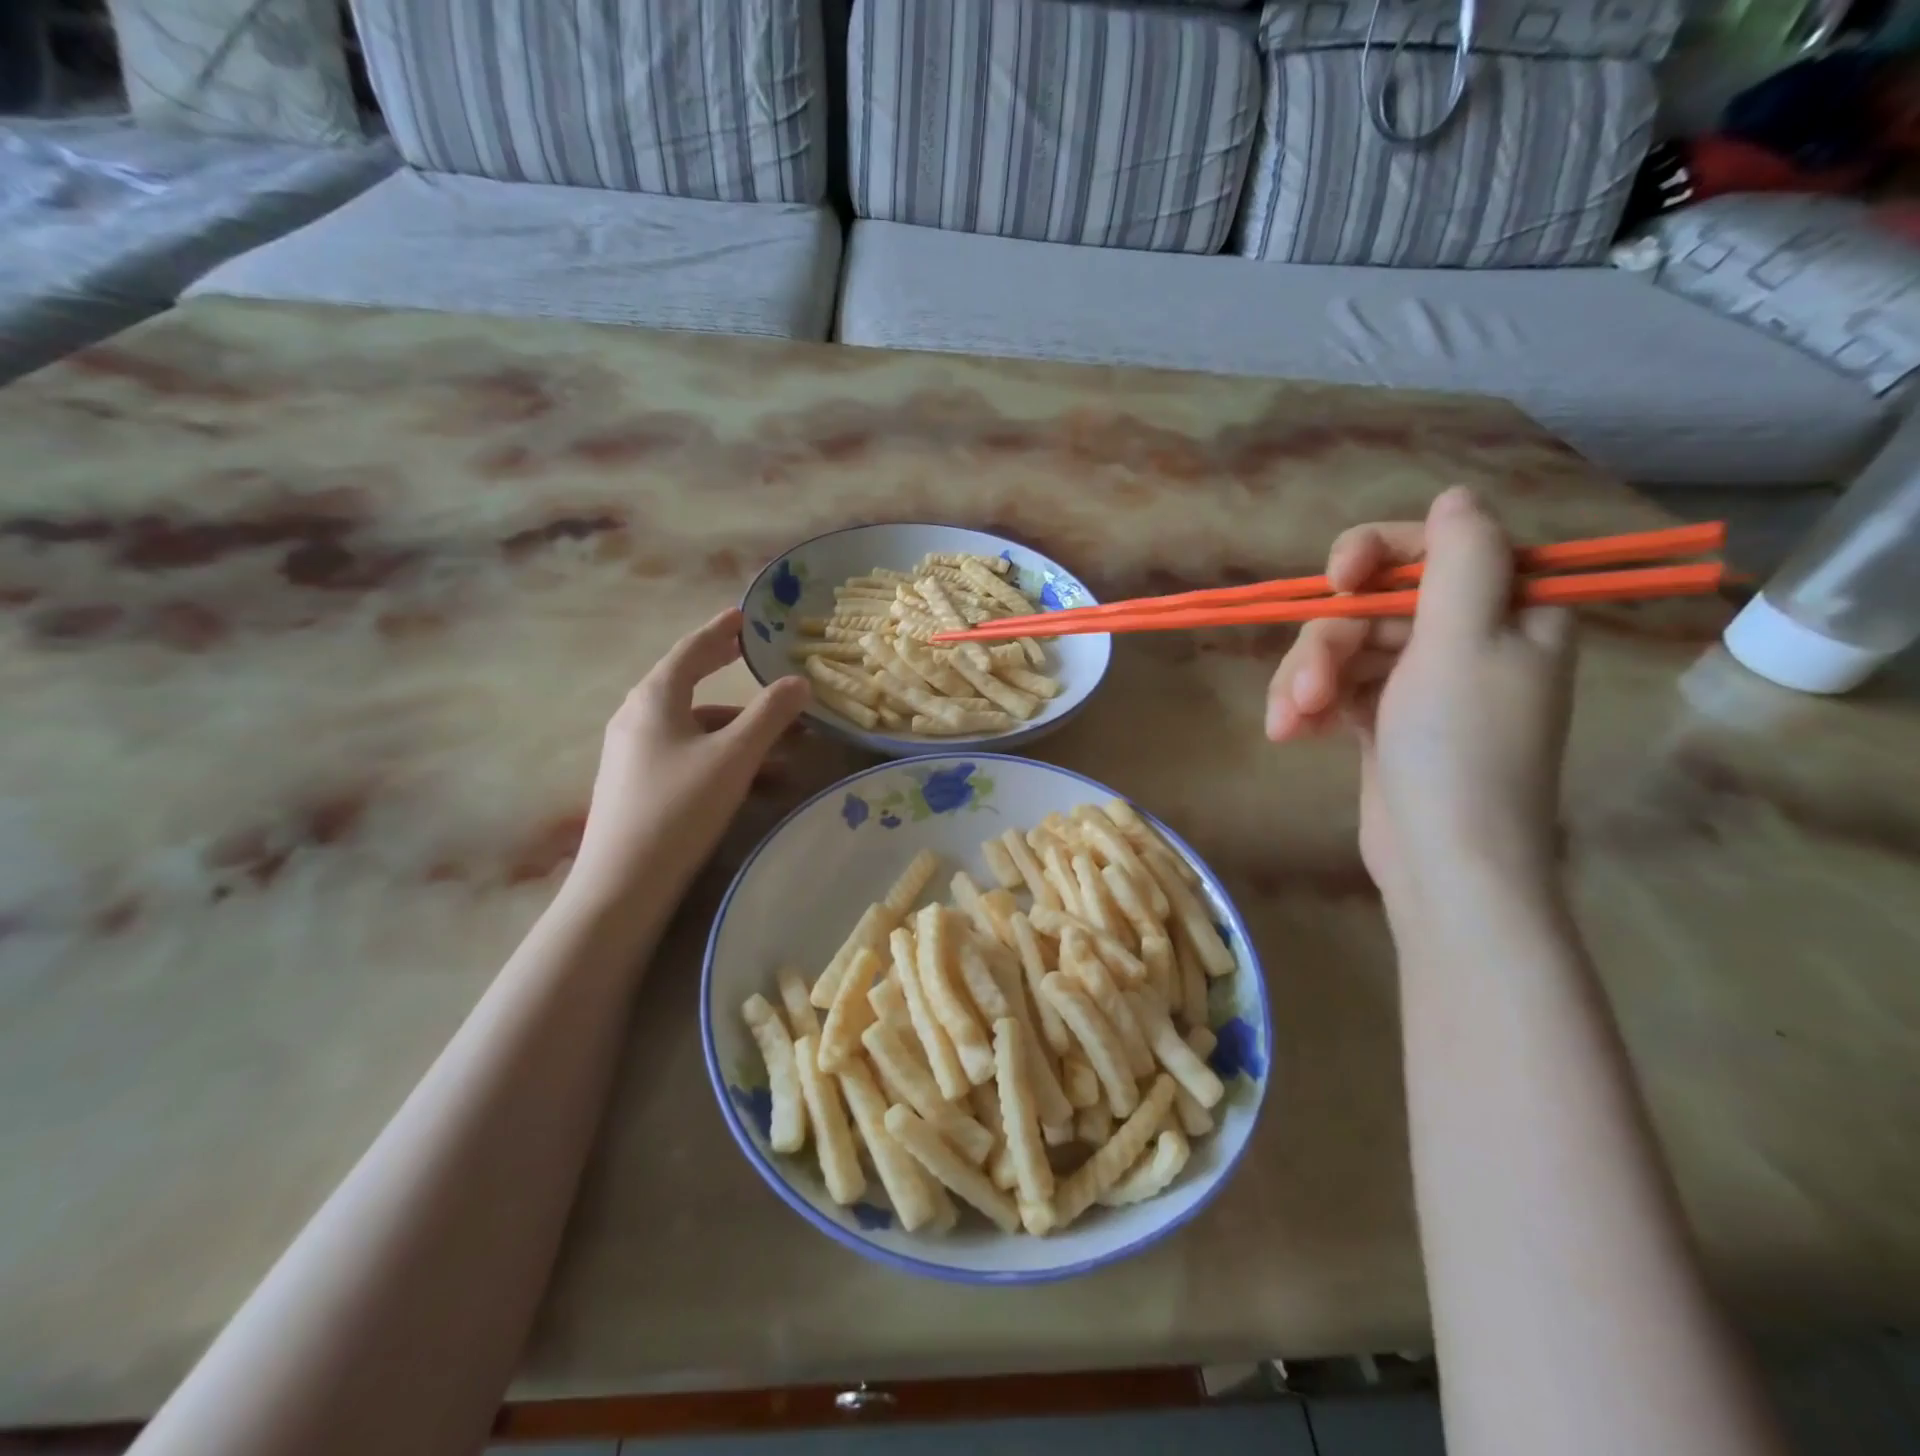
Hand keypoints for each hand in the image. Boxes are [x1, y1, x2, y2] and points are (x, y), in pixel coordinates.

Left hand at [570, 609, 810, 907]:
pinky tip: (760, 784)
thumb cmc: (679, 807)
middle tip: (755, 660)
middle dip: (730, 677)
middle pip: (690, 685)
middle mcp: (638, 718)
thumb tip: (799, 681)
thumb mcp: (734, 757)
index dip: (720, 631)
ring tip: (788, 747)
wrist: (623, 885)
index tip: (744, 616)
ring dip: (741, 732)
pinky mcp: (639, 786)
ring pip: (696, 729)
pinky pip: (689, 757)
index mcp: (655, 699)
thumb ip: (770, 715)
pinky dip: (725, 760)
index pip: (692, 650)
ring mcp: (635, 754)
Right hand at [1265, 488, 1575, 907]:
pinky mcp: (1384, 720)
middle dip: (1326, 647)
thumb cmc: (1461, 750)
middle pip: (1372, 607)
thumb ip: (1461, 560)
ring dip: (1305, 682)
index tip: (1338, 582)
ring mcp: (1421, 683)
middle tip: (1304, 692)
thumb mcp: (1463, 643)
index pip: (1436, 549)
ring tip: (1288, 725)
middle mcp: (1466, 639)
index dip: (1378, 554)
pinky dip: (1308, 707)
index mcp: (1507, 611)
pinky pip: (1335, 689)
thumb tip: (1456, 498)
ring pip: (1342, 650)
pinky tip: (1289, 735)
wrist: (1446, 862)